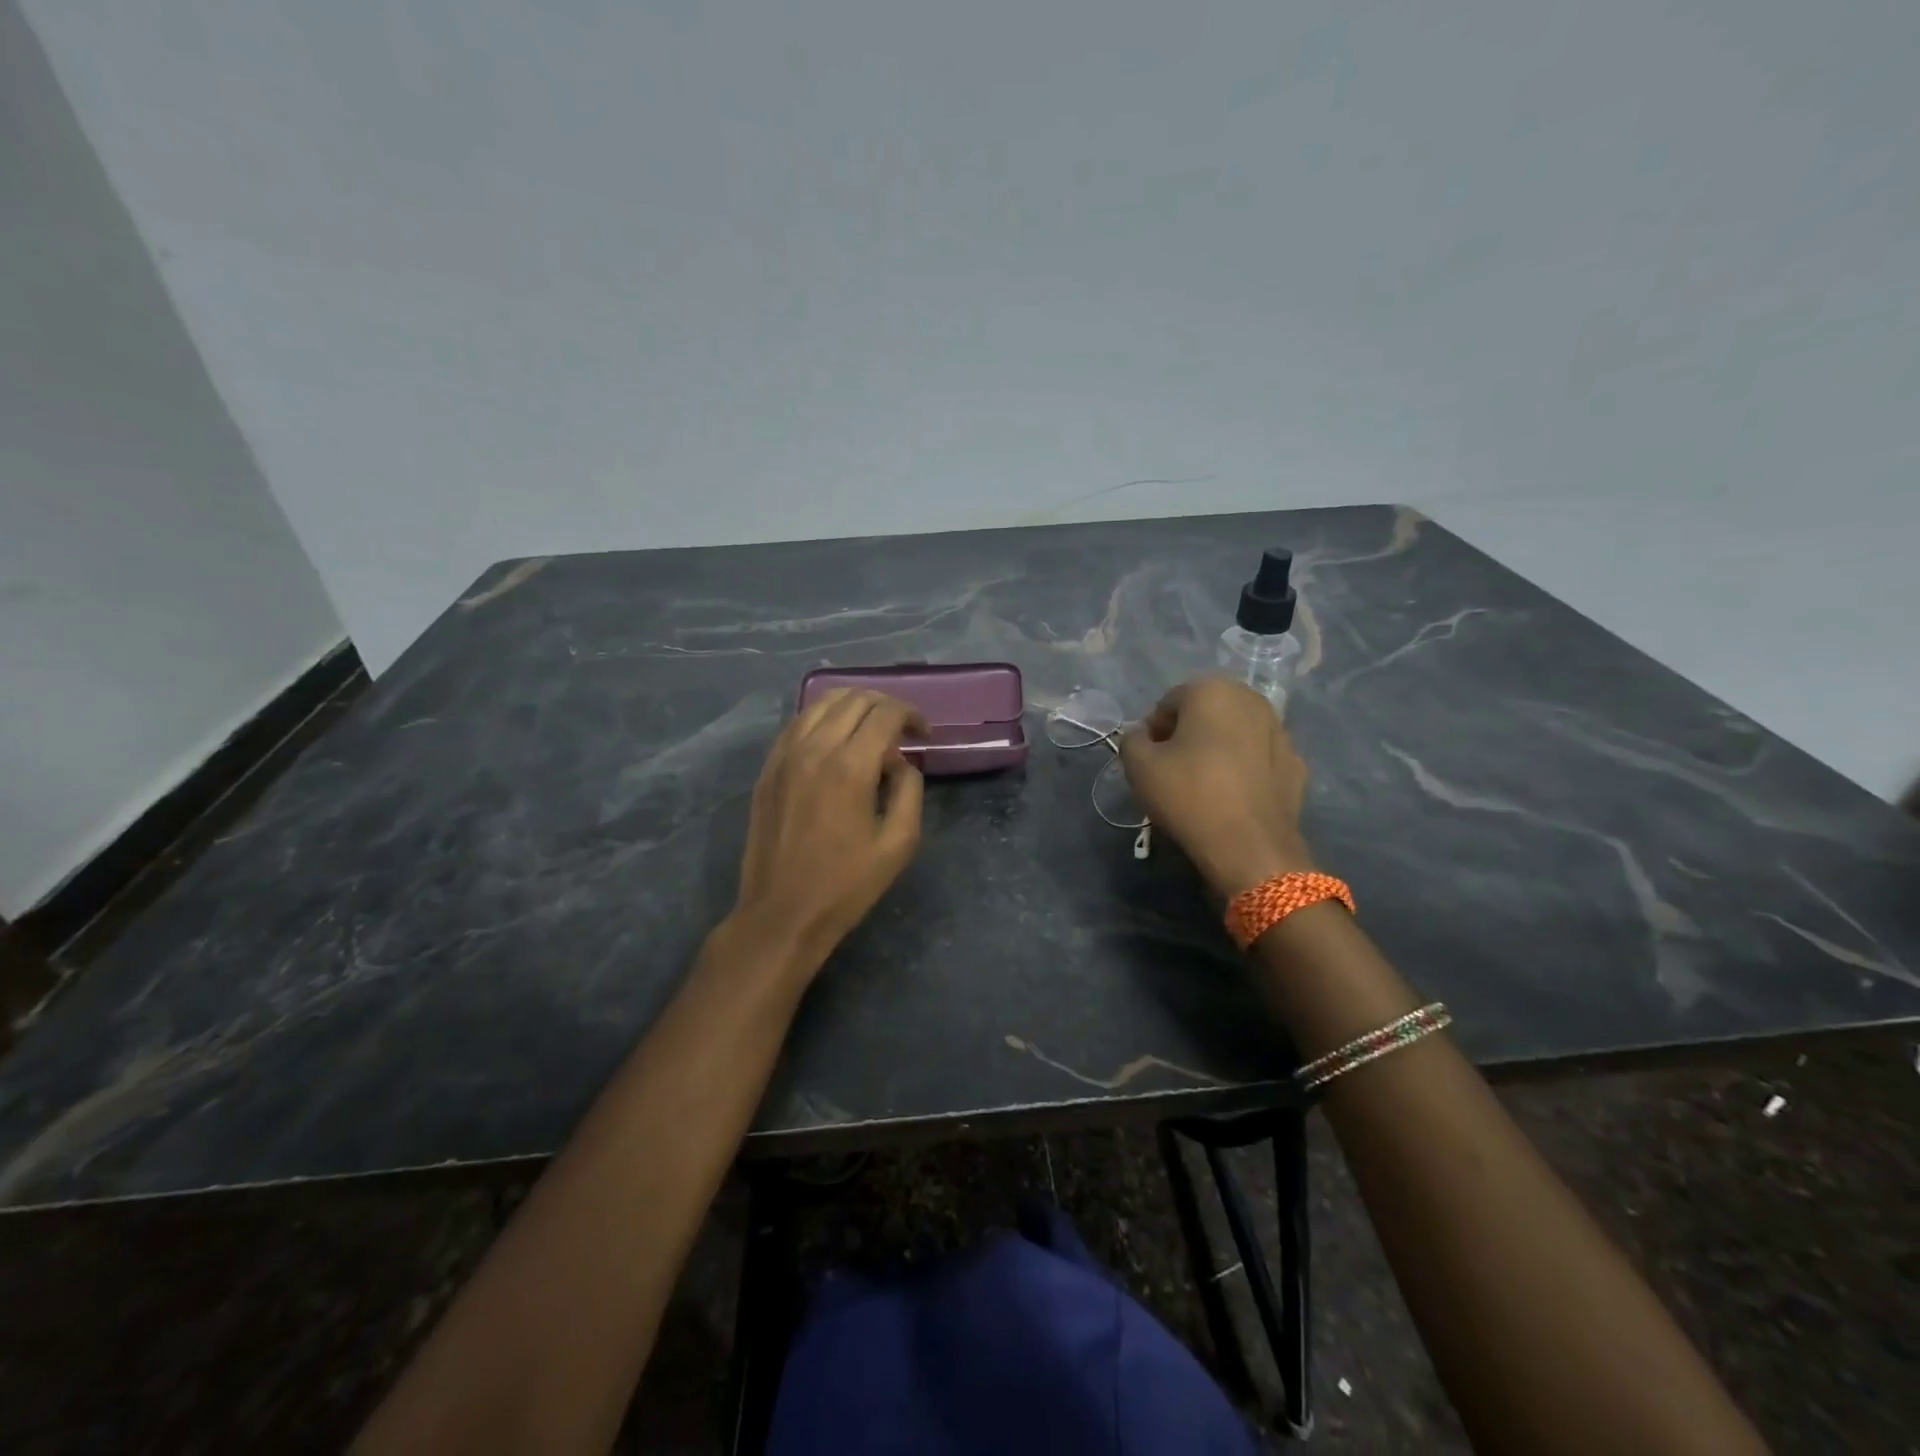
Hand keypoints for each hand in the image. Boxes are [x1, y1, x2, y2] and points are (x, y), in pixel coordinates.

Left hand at [729, 689, 925, 972]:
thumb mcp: (898, 843)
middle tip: (902, 730)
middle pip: (854, 699)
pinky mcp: (768, 769)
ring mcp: (784, 756)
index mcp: (850, 766)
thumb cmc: (846, 884)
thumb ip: (908, 790)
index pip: (885, 713)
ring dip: (853, 705)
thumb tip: (901, 762)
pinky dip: (822, 718)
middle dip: (885, 705)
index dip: (911, 714)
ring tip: (870, 728)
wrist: (782, 912)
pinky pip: (796, 724)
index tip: (923, 734)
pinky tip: (834, 739)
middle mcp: (814, 748)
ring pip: (821, 703)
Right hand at [1118, 676, 1314, 895]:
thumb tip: (1143, 737)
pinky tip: (1232, 796)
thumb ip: (1132, 740)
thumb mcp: (1138, 766)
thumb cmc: (1189, 795)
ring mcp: (1280, 731)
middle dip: (1187, 734)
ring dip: (1217, 748)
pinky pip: (1258, 758)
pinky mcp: (1296, 764)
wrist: (1249, 847)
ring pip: (1235, 733)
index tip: (1148, 760)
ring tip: (1203, 784)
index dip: (1153, 731)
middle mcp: (1252, 700)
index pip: (1169, 703)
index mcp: (1213, 691)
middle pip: (1205, 712)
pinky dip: (1243, 768)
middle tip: (1172, 770)